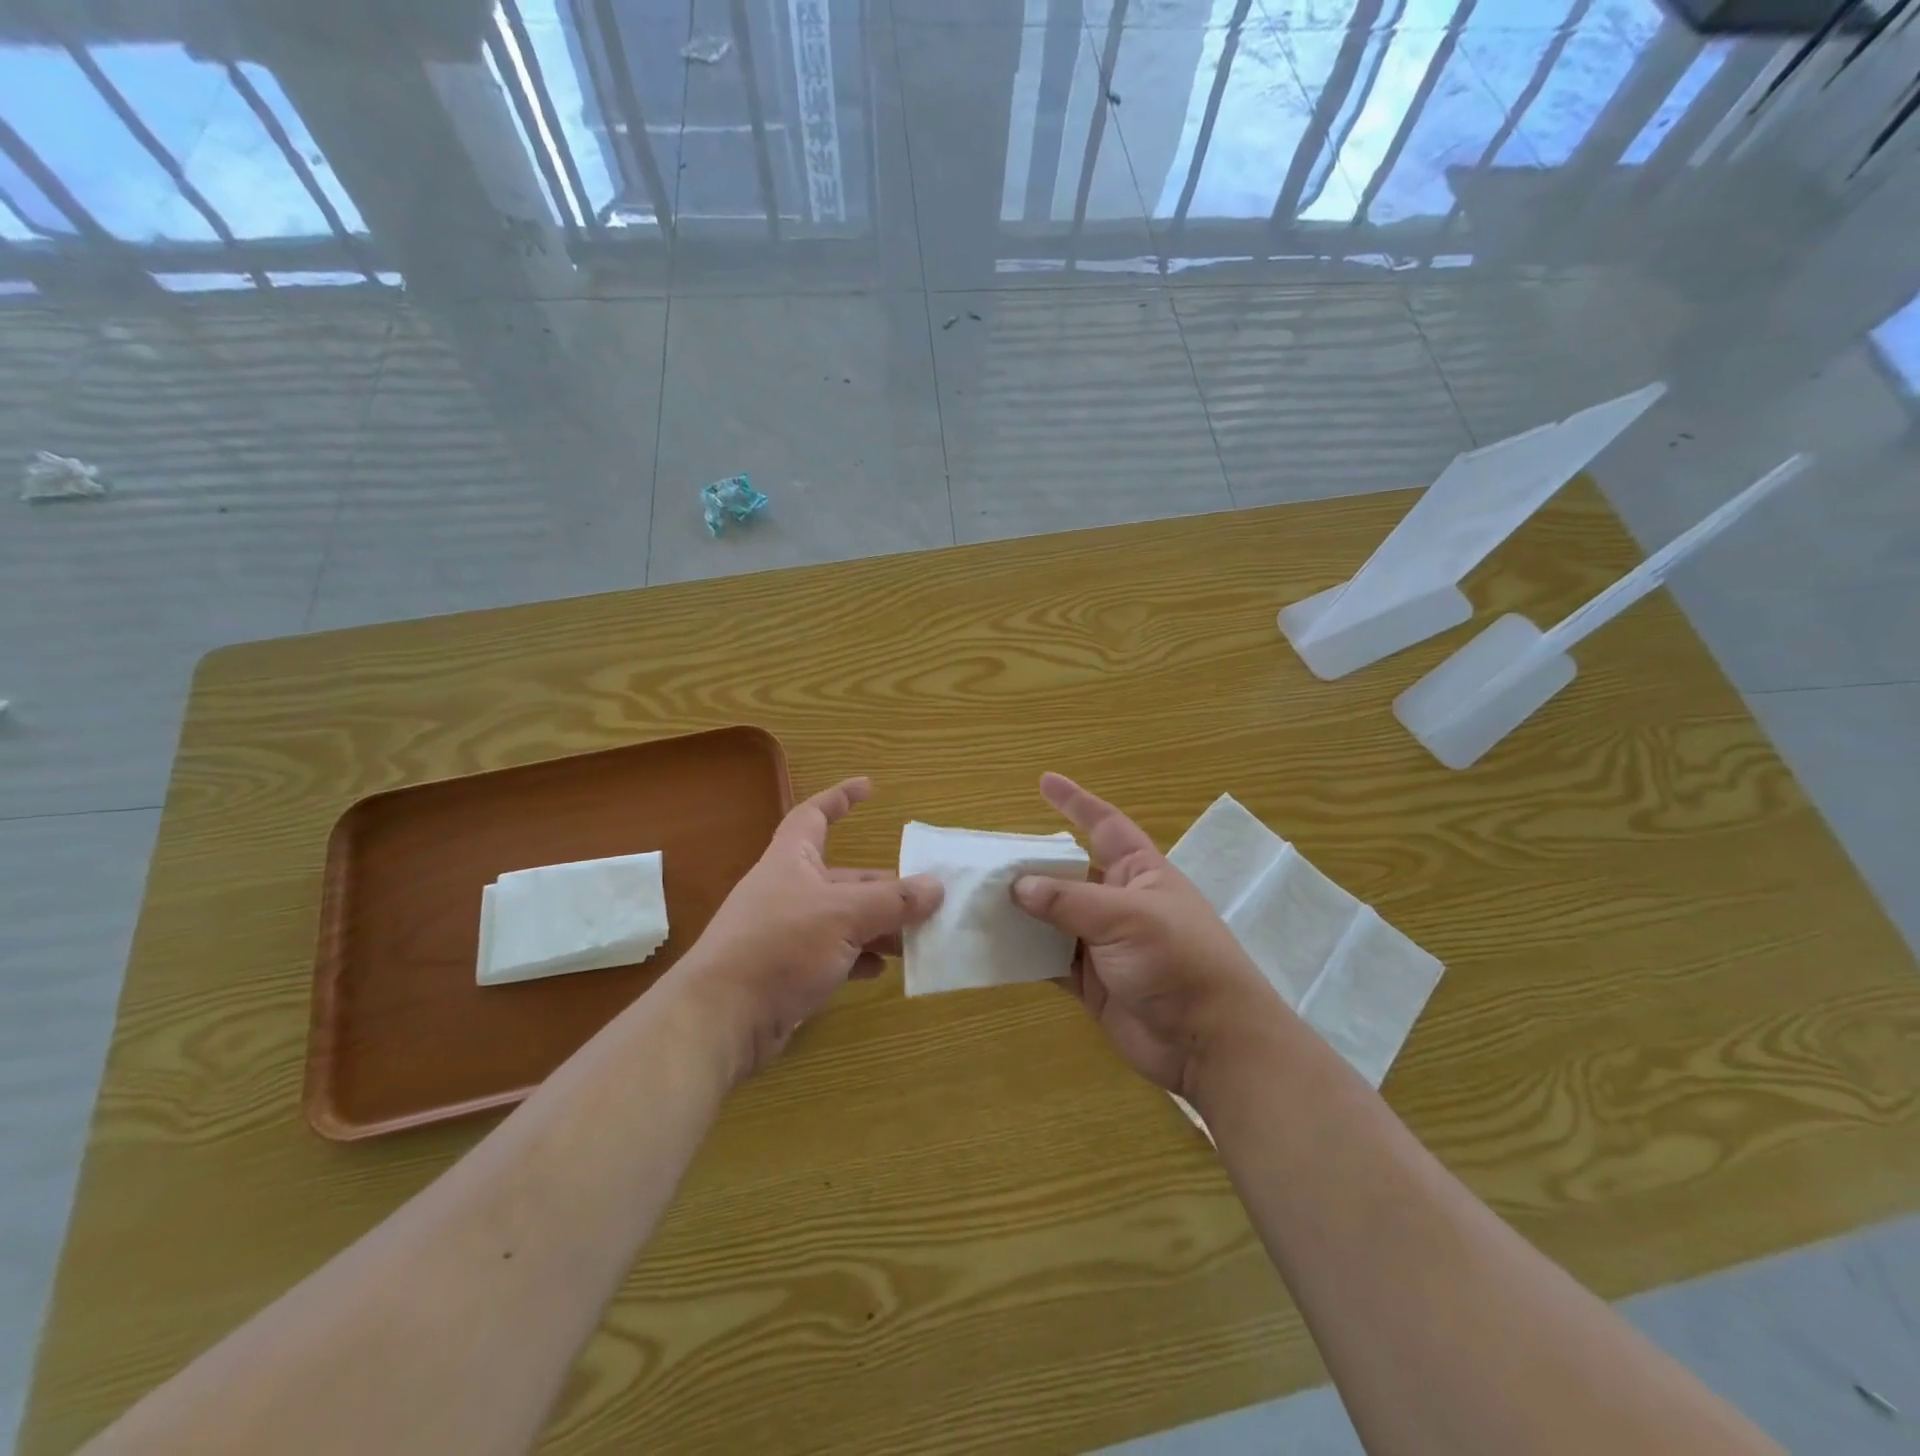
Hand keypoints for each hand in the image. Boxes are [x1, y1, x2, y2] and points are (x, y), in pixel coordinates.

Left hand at [682, 777, 941, 1078]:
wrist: (721, 1018)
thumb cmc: (781, 946)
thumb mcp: (844, 916)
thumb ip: (893, 901)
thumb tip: (937, 886)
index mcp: (793, 860)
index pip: (815, 815)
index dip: (840, 797)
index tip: (870, 787)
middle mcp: (789, 890)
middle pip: (844, 877)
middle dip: (884, 887)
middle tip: (925, 898)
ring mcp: (787, 932)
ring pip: (843, 919)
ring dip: (878, 927)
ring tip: (915, 938)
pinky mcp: (788, 970)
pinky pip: (833, 955)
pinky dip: (858, 958)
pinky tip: (881, 970)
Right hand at [1011, 773, 1278, 1099]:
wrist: (1209, 1042)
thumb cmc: (1178, 960)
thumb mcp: (1125, 918)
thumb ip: (1068, 900)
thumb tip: (1017, 885)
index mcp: (1139, 873)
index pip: (1105, 825)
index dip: (1076, 802)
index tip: (1044, 782)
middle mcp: (1119, 902)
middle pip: (1068, 873)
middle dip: (1033, 865)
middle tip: (988, 859)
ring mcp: (1104, 944)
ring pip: (1054, 918)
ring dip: (1022, 912)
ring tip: (978, 900)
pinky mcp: (1092, 982)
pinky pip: (1050, 960)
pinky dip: (1025, 953)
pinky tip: (993, 946)